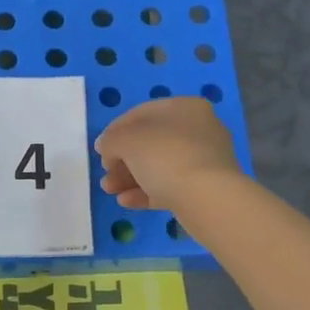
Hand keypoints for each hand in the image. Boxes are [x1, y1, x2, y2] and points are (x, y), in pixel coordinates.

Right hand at [95, 97, 241, 212]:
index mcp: (185, 108)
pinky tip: (126, 201)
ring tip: (110, 191)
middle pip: (151, 142)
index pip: (142, 113)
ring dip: (131, 177)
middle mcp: (199, 129)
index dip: (116, 130)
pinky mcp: (205, 188)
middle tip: (106, 173)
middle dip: (123, 159)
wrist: (208, 199)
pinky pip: (171, 186)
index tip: (101, 149)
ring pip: (159, 166)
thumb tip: (106, 146)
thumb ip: (111, 140)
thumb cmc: (166, 157)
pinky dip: (147, 192)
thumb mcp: (127, 141)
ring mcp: (204, 160)